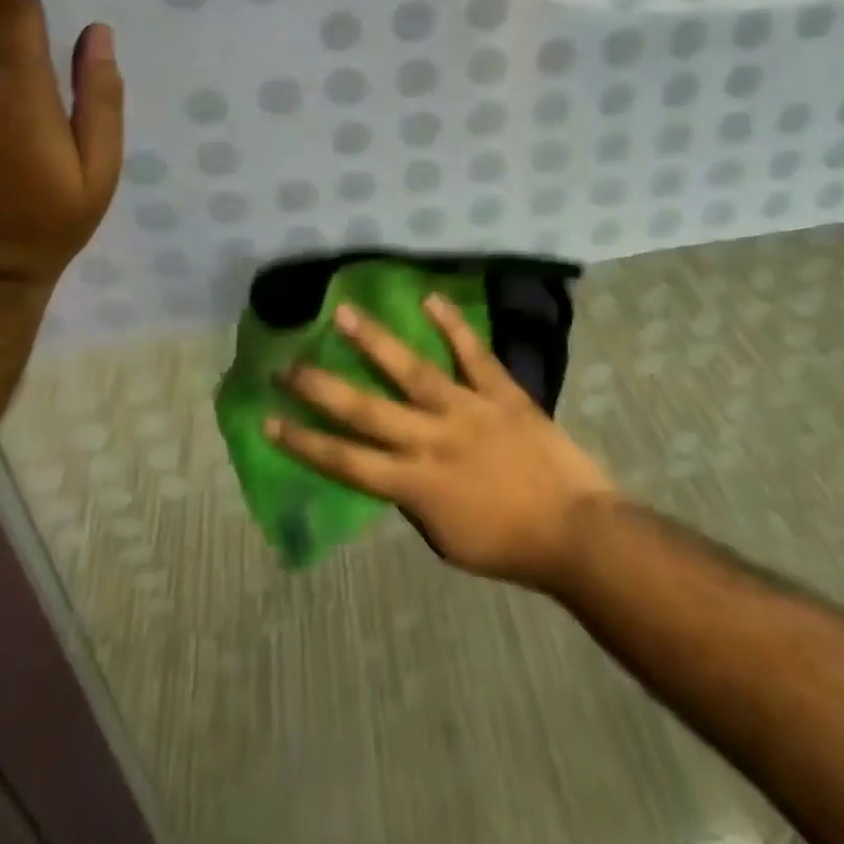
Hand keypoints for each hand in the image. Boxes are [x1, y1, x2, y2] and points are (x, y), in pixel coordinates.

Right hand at [267, 295, 618, 590]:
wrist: (574, 531)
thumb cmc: (507, 545)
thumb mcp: (445, 539)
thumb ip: (411, 499)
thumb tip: (389, 465)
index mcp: (414, 485)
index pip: (345, 460)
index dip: (304, 440)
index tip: (269, 418)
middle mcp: (431, 440)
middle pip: (364, 410)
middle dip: (320, 387)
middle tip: (287, 363)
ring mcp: (466, 410)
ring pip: (410, 370)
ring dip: (374, 341)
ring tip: (344, 312)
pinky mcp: (500, 393)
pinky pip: (473, 353)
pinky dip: (452, 325)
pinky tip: (430, 298)